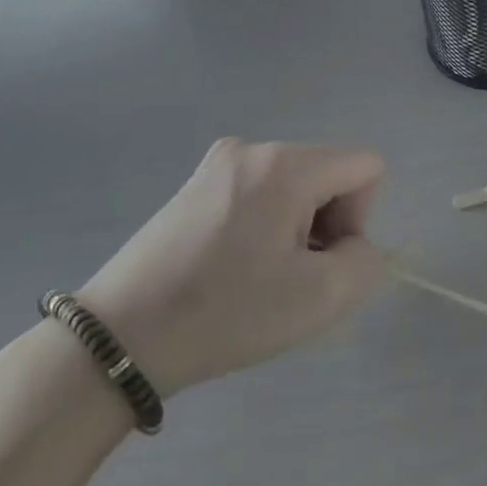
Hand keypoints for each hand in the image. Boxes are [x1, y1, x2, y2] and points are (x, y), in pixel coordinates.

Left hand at [76, 140, 387, 396]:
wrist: (120, 337)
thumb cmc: (227, 312)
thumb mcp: (322, 298)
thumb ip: (367, 261)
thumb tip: (352, 244)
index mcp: (286, 163)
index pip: (366, 166)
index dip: (360, 218)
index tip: (321, 260)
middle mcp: (253, 148)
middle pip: (328, 175)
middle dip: (326, 225)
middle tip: (289, 278)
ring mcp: (218, 164)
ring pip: (294, 188)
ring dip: (294, 231)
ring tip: (256, 279)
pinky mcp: (195, 186)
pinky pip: (259, 196)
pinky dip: (263, 229)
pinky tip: (231, 271)